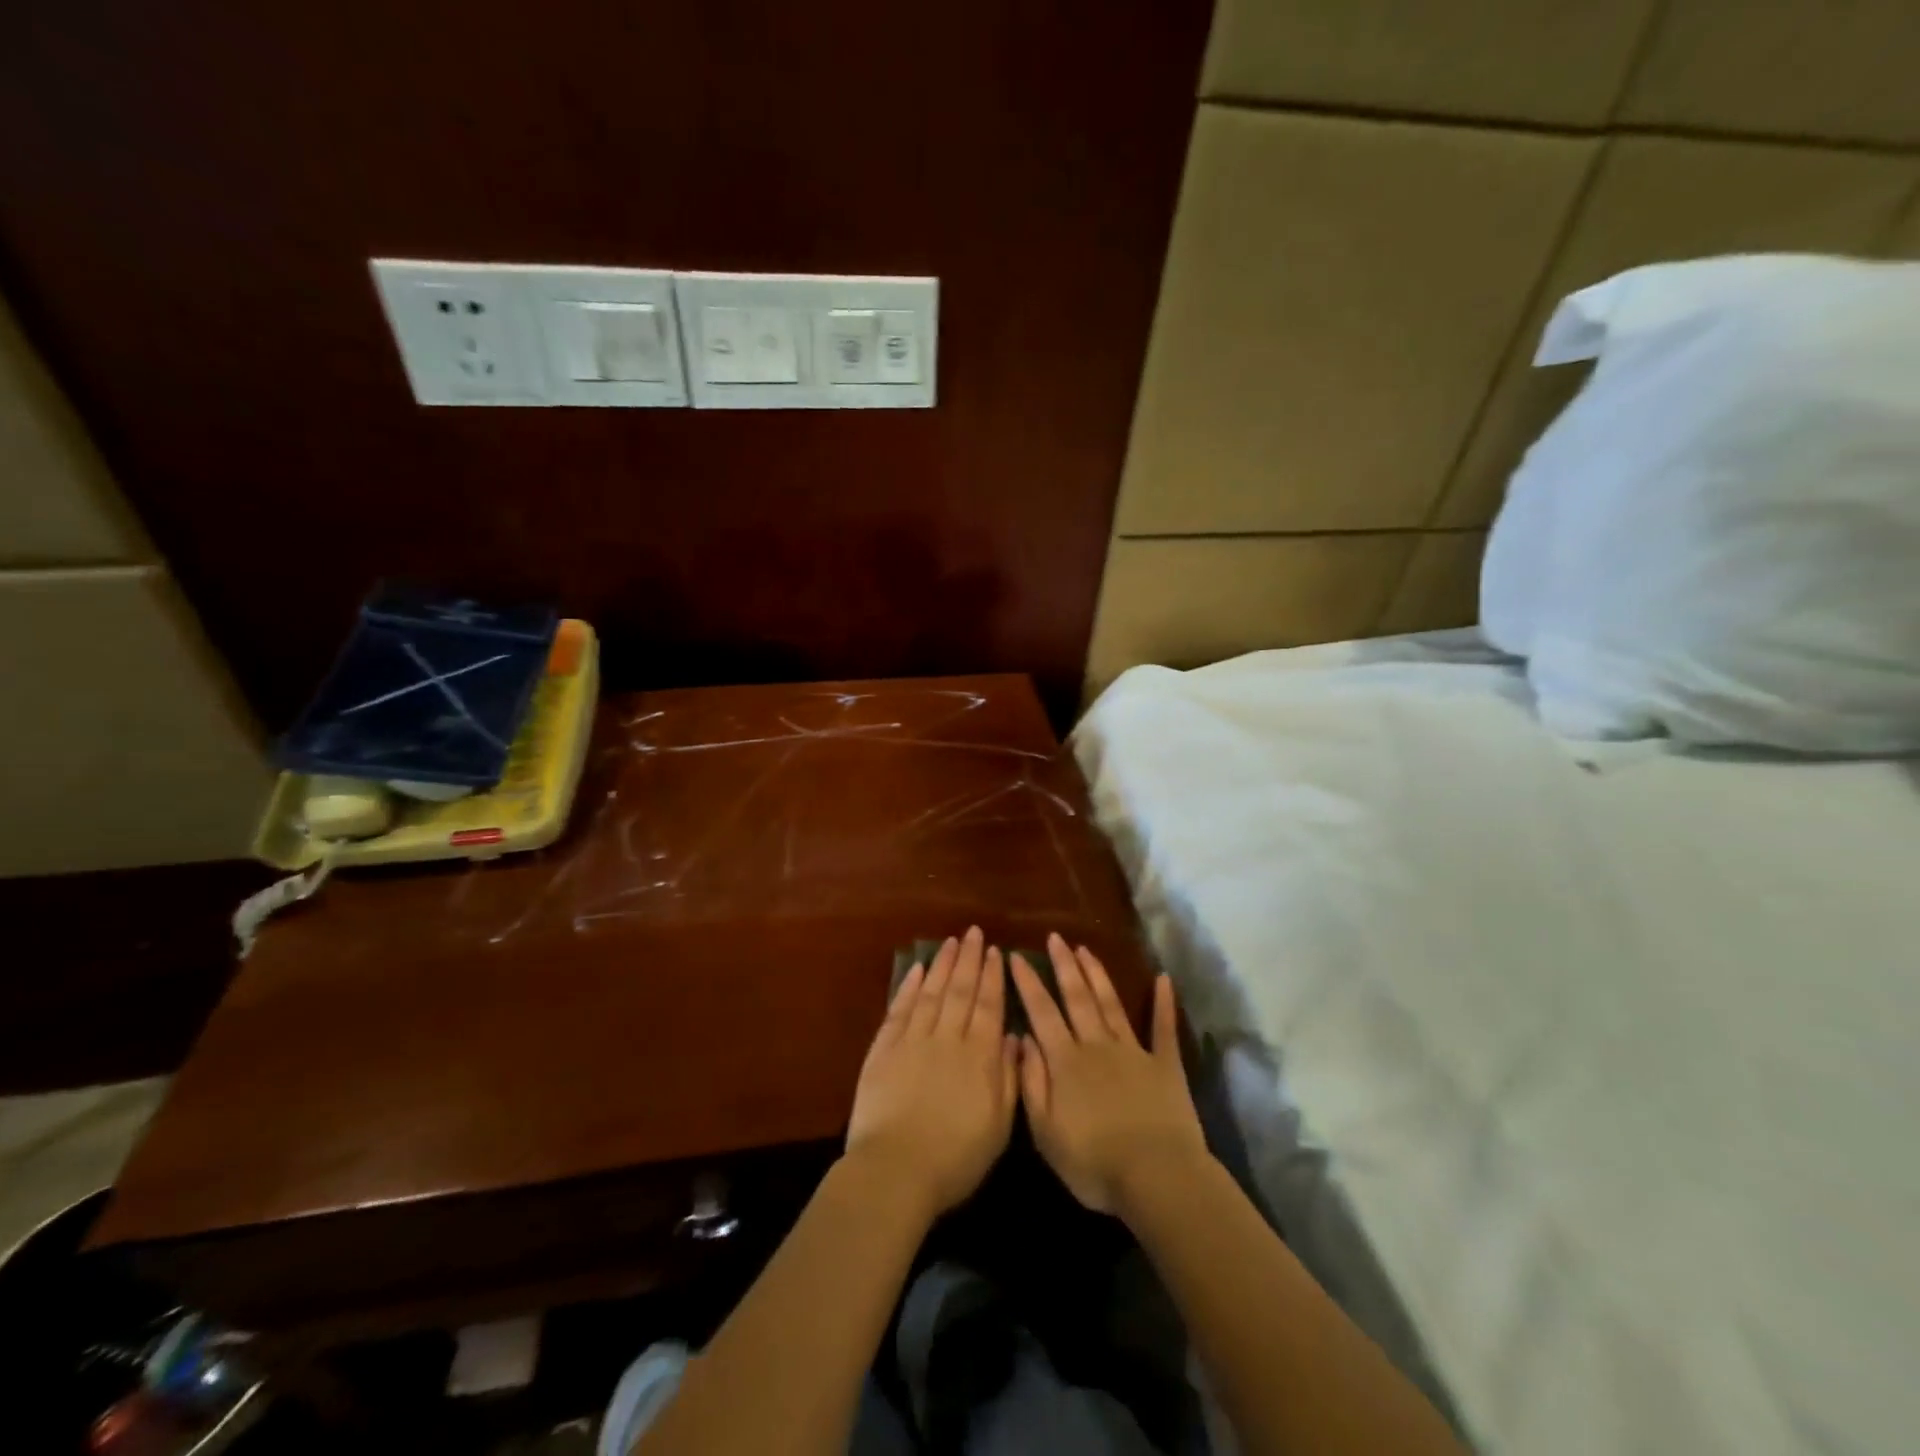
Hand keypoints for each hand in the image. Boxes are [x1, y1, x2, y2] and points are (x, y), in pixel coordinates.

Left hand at [845, 926, 1018, 1216]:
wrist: (895, 1170)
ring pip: (931, 992)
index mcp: (979, 1055)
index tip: (996, 952)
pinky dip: (910, 987)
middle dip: (969, 959)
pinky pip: (900, 1009)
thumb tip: (1011, 1037)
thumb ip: (1008, 1077)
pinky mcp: (884, 1049)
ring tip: (951, 941)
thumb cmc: (955, 1158)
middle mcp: (947, 1037)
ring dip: (942, 965)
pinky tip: (918, 970)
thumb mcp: (999, 1126)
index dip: (992, 977)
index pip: (988, 1005)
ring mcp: (913, 1040)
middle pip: (960, 990)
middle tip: (974, 933)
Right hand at [1010, 934, 1209, 1214]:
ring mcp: (1133, 1051)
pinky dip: (1164, 1003)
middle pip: (1077, 997)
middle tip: (1055, 937)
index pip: (1041, 1013)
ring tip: (1086, 949)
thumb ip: (1032, 1083)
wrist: (1157, 1177)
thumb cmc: (1094, 1164)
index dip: (1028, 983)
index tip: (1016, 956)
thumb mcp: (1046, 1133)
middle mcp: (1097, 1045)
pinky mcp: (1165, 1065)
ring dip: (1097, 974)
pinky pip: (1163, 1028)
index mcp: (1066, 1062)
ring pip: (1110, 1004)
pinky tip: (1163, 979)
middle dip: (1064, 965)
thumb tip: (1022, 1040)